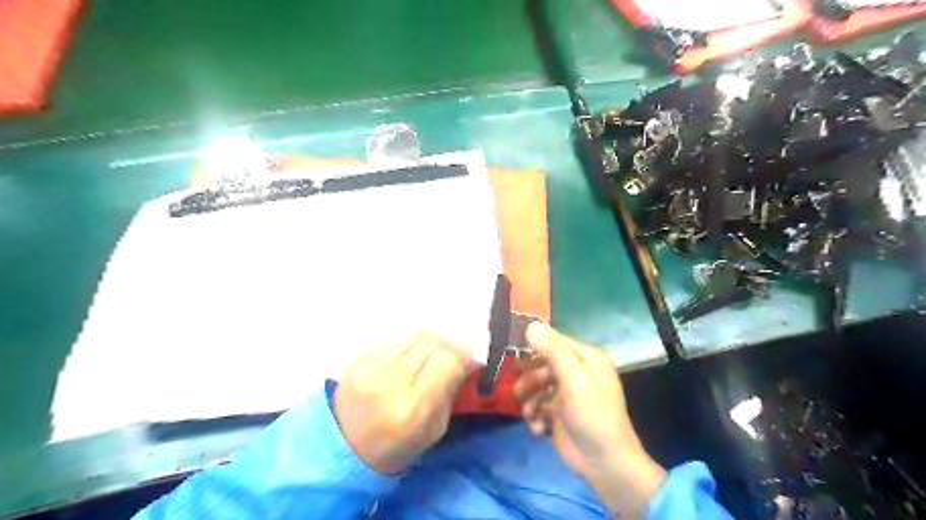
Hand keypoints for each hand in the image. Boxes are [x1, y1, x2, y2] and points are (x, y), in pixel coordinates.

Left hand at [334, 334, 471, 474]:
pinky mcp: (357, 359)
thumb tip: (466, 358)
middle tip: (452, 356)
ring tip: (431, 355)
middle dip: (448, 346)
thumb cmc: (397, 446)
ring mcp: (369, 367)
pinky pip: (394, 339)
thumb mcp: (435, 429)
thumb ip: (451, 390)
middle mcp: (389, 382)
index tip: (468, 361)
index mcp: (411, 409)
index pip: (446, 361)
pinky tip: (409, 358)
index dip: (462, 356)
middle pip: (431, 342)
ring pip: (413, 335)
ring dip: (430, 341)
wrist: (343, 448)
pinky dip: (409, 344)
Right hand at [513, 323, 665, 518]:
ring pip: (536, 386)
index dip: (533, 345)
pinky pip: (538, 406)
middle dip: (529, 379)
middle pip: (542, 364)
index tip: (510, 352)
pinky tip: (538, 429)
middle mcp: (577, 371)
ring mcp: (567, 393)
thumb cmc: (592, 415)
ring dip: (530, 401)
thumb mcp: (573, 379)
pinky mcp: (559, 413)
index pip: (553, 341)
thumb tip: (531, 324)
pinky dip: (535, 416)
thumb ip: (552, 350)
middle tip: (520, 391)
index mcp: (586, 358)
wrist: (604, 464)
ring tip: (529, 414)